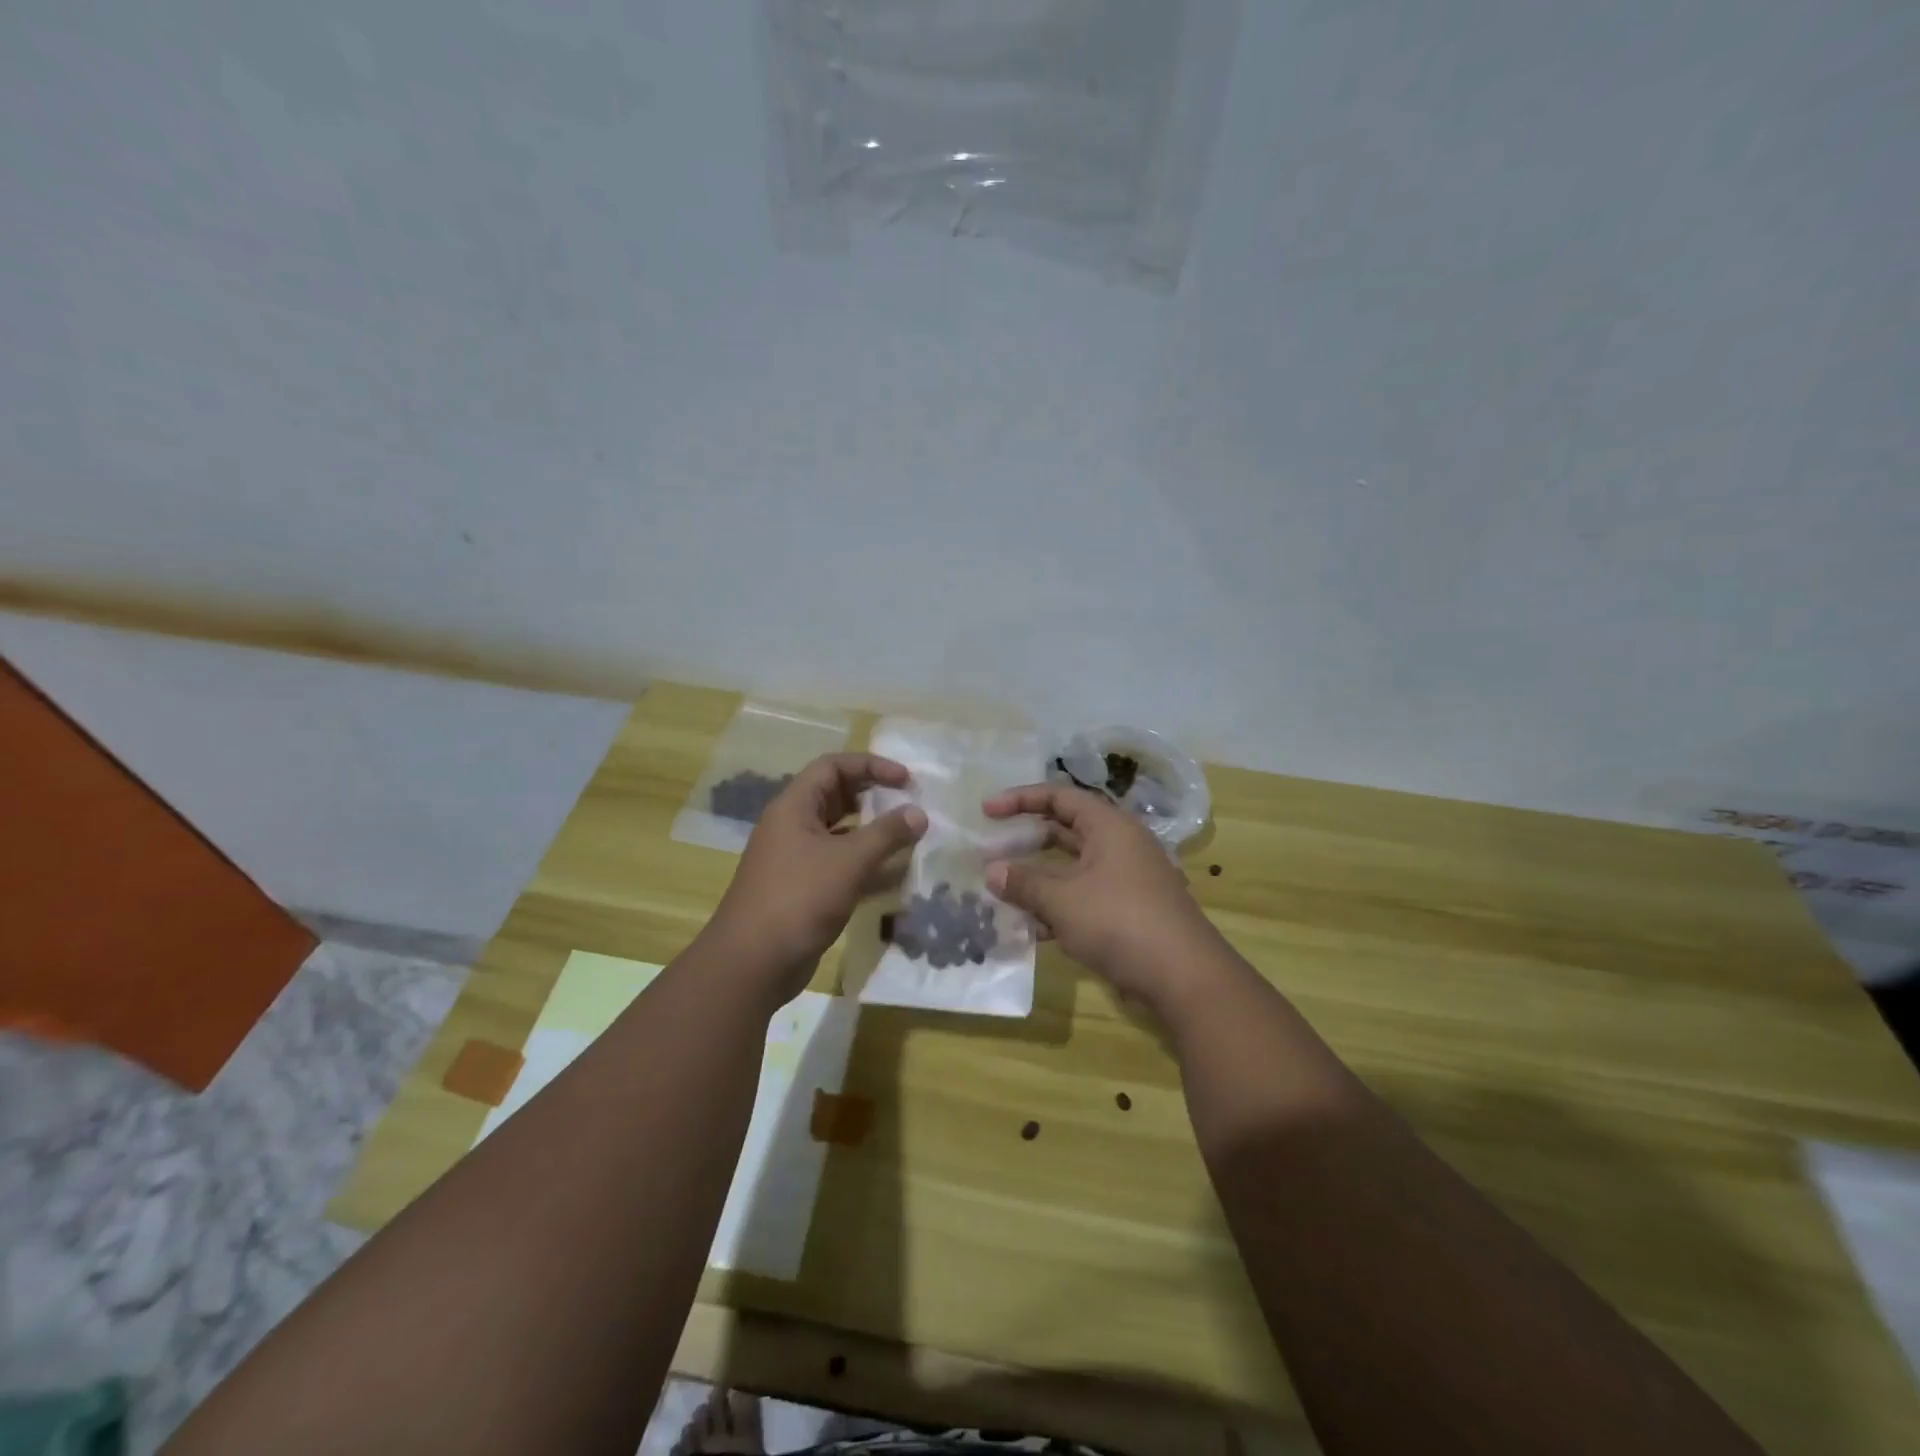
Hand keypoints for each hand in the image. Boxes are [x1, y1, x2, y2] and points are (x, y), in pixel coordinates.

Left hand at [711, 753, 926, 1000]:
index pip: (833, 766)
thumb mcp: (849, 861)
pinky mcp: (803, 889)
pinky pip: (839, 865)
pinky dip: (865, 865)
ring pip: (840, 834)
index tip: (906, 779)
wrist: (753, 963)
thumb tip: (919, 813)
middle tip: (910, 804)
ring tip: (909, 837)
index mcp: (794, 807)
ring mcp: (796, 859)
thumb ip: (887, 833)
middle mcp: (792, 827)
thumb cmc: (799, 898)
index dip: (871, 765)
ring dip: (873, 833)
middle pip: (836, 797)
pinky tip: (894, 875)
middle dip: (874, 797)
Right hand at [983, 784, 1222, 1014]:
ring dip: (1038, 878)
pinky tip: (1031, 928)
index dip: (1020, 799)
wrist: (1184, 976)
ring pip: (1072, 868)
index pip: (1059, 796)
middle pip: (1065, 830)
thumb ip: (1024, 883)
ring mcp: (1126, 879)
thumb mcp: (1062, 901)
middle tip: (990, 851)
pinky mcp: (1128, 911)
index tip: (986, 810)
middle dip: (1026, 841)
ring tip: (1001, 891)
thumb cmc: (1119, 922)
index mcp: (1109, 826)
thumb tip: (992, 871)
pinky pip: (1083, 897)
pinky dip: (1057, 905)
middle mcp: (1120, 845)